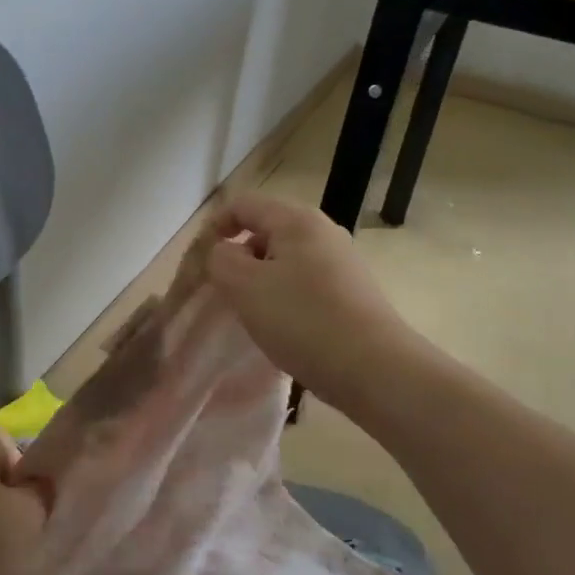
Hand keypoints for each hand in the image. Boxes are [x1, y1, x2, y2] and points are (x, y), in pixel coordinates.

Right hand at [206, 192, 414, 407]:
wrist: (374, 369)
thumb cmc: (303, 320)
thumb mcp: (244, 286)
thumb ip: (220, 260)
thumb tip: (225, 253)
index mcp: (296, 220)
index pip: (242, 205)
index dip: (214, 227)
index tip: (200, 263)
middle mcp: (322, 232)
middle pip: (264, 231)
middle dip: (238, 258)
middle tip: (224, 293)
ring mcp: (341, 262)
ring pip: (284, 260)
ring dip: (260, 281)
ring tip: (252, 315)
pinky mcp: (351, 292)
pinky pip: (304, 283)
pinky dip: (284, 298)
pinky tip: (283, 328)